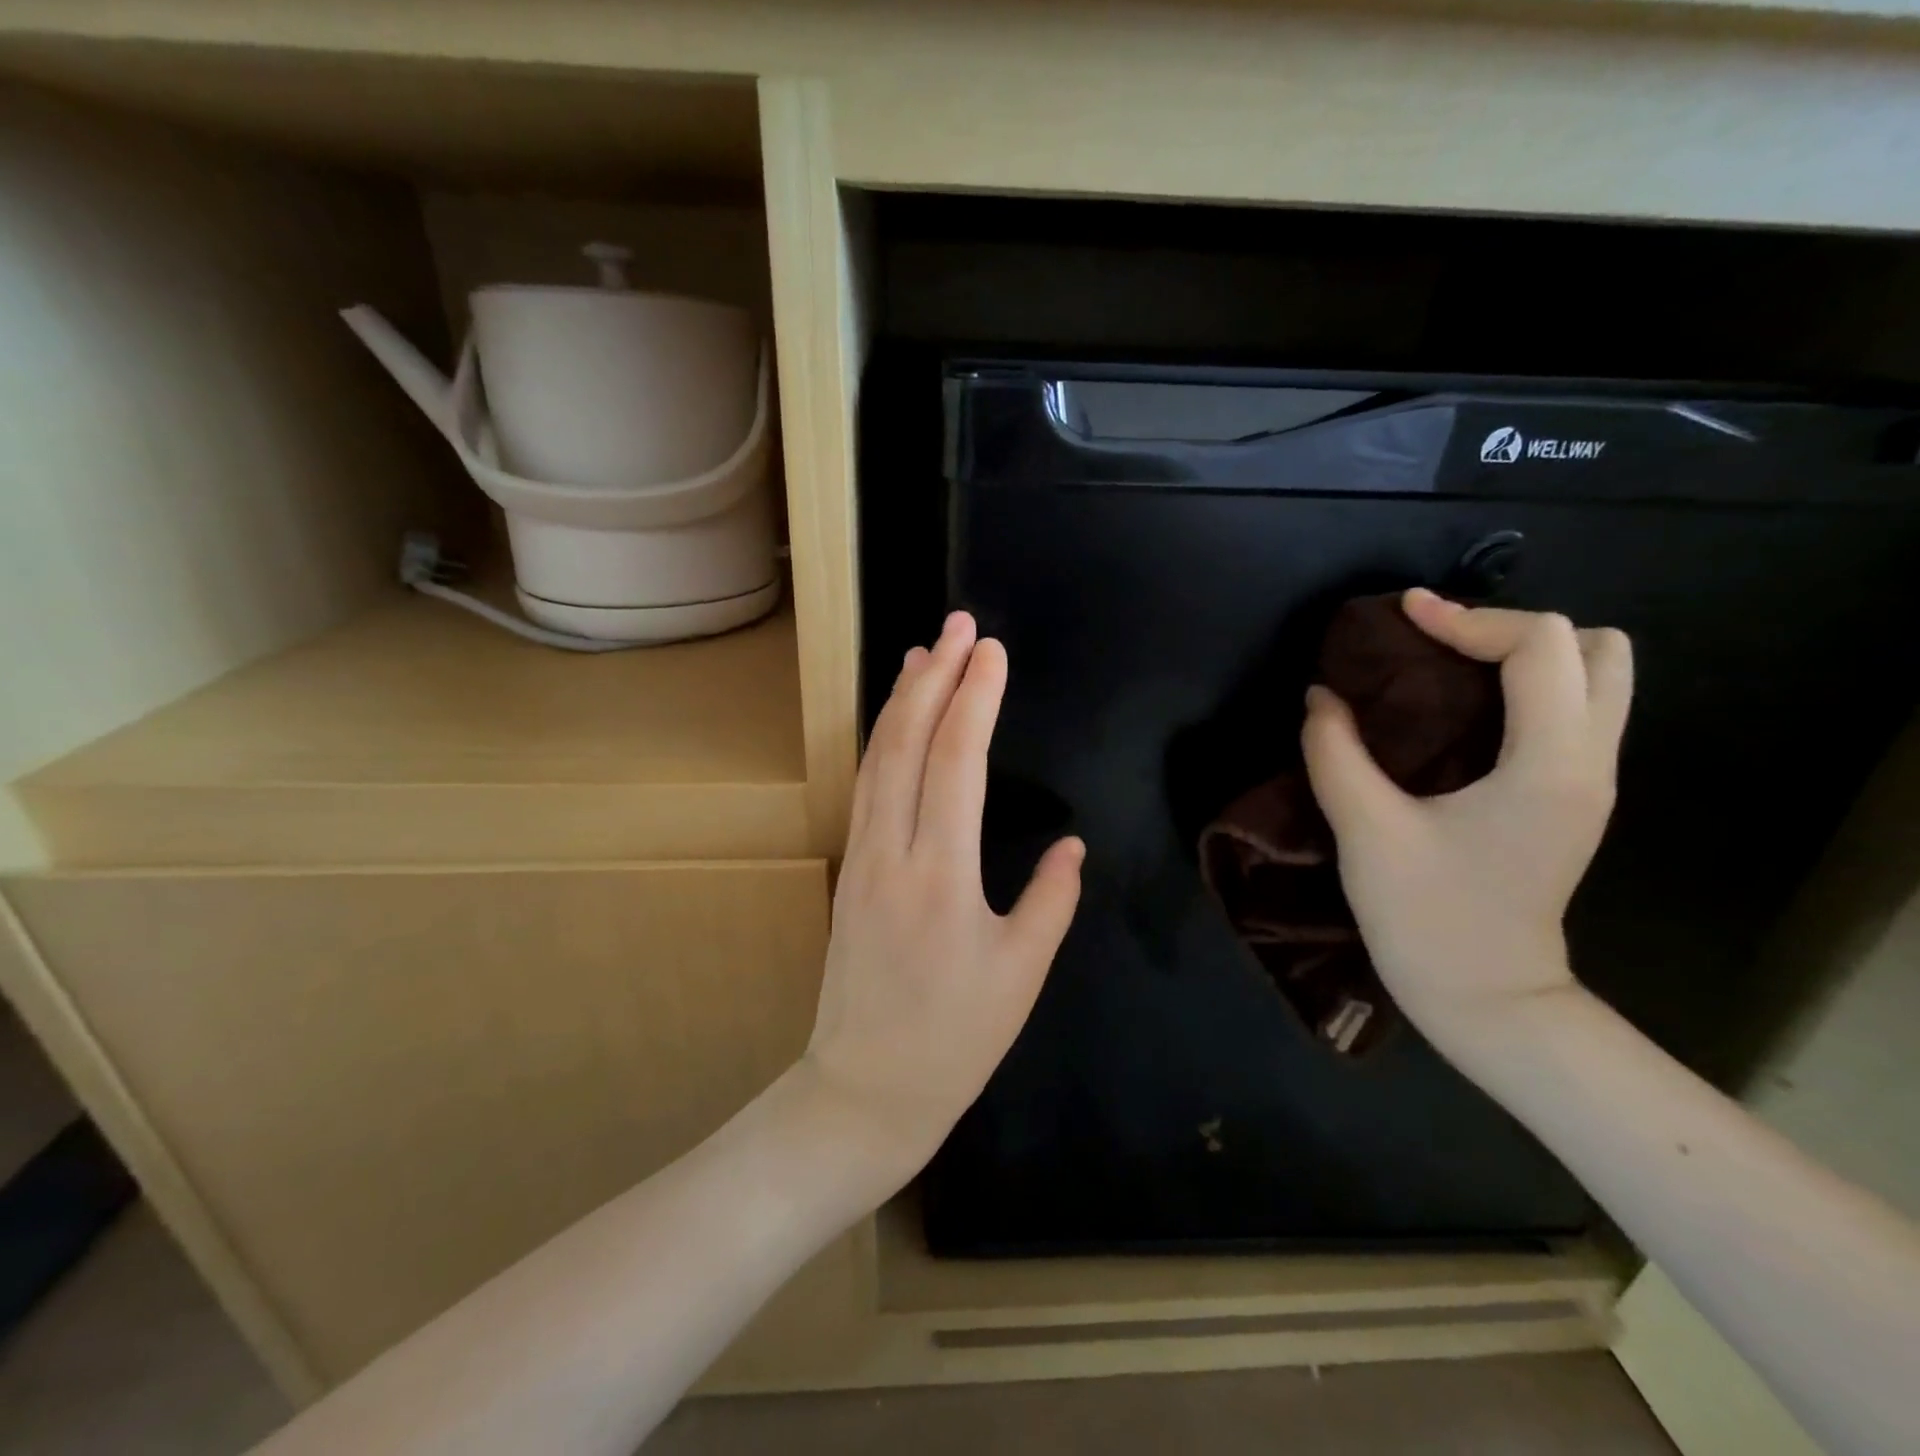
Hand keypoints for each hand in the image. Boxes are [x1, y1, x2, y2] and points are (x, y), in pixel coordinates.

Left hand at [801, 612, 1083, 1193]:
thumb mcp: (1022, 975)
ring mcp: (861, 858)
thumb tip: (1071, 846)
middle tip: (959, 625)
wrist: (864, 1089)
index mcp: (942, 875)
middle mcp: (891, 852)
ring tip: (925, 653)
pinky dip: (883, 740)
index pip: (957, 762)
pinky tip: (896, 721)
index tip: (992, 651)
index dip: (975, 699)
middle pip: (907, 743)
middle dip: (935, 676)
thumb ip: (1050, 900)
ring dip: (902, 700)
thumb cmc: (954, 1040)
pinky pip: (866, 787)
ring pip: (877, 759)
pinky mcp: (849, 870)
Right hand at [1301, 589, 1631, 1043]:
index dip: (1469, 616)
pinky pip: (1573, 712)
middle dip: (1515, 629)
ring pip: (1599, 679)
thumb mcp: (1366, 829)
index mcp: (1549, 764)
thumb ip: (1334, 751)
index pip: (1541, 646)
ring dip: (1529, 656)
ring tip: (1451, 670)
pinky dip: (1526, 688)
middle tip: (1439, 645)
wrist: (1487, 999)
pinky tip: (1461, 711)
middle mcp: (1590, 761)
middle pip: (1598, 648)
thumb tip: (1321, 695)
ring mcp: (1591, 782)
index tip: (1403, 615)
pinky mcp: (1572, 799)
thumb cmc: (1428, 917)